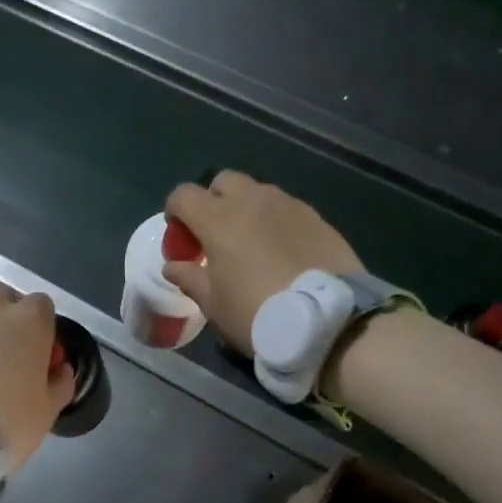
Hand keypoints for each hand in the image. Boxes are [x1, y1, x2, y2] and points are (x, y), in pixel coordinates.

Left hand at [0, 286, 75, 469]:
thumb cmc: (5, 424)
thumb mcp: (48, 412)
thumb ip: (60, 382)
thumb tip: (60, 369)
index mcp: (28, 322)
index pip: (42, 305)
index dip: (41, 327)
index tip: (37, 352)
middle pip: (3, 299)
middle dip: (6, 318)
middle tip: (3, 356)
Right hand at [161, 171, 363, 355]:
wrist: (328, 321)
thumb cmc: (258, 313)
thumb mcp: (214, 304)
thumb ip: (190, 278)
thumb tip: (173, 266)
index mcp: (219, 218)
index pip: (183, 195)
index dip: (175, 213)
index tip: (181, 240)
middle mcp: (252, 201)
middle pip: (223, 182)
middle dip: (213, 201)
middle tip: (215, 236)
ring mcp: (288, 205)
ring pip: (257, 192)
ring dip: (246, 209)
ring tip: (251, 244)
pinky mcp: (316, 217)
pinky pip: (286, 208)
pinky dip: (275, 221)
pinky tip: (281, 252)